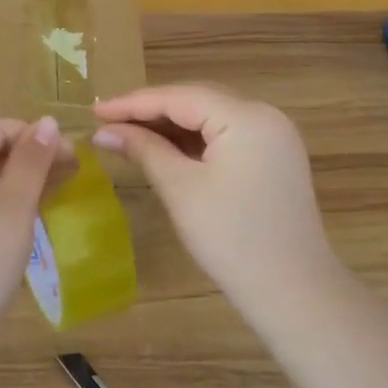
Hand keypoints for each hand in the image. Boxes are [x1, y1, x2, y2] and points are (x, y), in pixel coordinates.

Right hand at [93, 85, 336, 307]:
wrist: (292, 290)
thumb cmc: (231, 238)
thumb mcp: (181, 189)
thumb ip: (143, 150)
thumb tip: (103, 131)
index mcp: (247, 117)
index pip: (180, 97)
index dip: (133, 103)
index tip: (94, 111)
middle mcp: (265, 115)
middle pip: (197, 100)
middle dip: (150, 111)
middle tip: (106, 122)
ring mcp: (273, 136)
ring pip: (210, 117)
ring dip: (170, 125)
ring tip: (126, 133)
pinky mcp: (273, 156)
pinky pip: (225, 135)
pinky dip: (193, 140)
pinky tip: (163, 148)